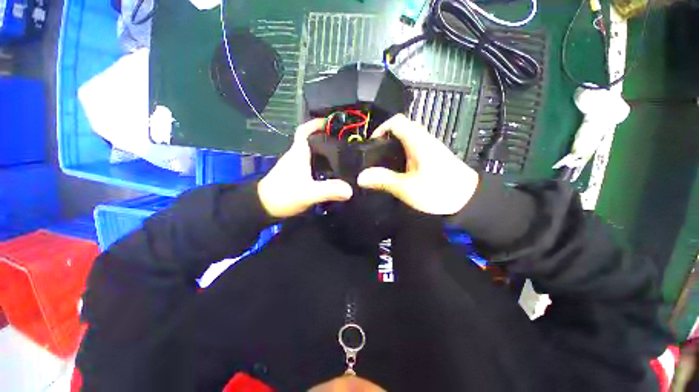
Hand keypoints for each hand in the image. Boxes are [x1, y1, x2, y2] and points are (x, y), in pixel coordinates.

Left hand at [258, 119, 352, 217]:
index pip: (304, 131)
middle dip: (324, 138)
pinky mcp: (293, 174)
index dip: (315, 124)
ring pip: (310, 152)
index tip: (329, 122)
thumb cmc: (283, 195)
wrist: (263, 206)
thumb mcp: (308, 193)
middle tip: (342, 141)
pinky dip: (318, 163)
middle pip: (310, 140)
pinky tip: (328, 171)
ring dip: (322, 151)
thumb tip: (350, 190)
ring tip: (340, 156)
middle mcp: (295, 156)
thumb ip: (328, 190)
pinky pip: (308, 163)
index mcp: (298, 153)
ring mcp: (293, 165)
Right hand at [357, 114, 478, 214]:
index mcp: (418, 142)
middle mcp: (425, 140)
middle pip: (403, 128)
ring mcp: (431, 148)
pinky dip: (404, 154)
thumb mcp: (406, 188)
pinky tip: (400, 169)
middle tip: (376, 155)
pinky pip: (415, 149)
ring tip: (385, 163)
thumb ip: (383, 180)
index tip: (372, 143)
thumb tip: (361, 177)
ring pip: (409, 139)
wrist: (469, 200)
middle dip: (387, 138)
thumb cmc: (438, 191)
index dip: (381, 128)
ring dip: (395, 146)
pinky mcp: (435, 157)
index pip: (397, 121)